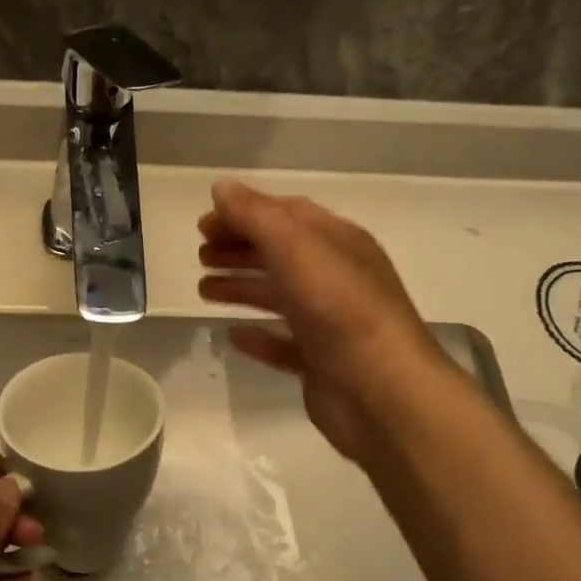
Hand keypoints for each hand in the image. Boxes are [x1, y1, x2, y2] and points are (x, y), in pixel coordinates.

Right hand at [197, 180, 452, 465]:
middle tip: (199, 255)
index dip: (243, 213)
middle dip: (238, 250)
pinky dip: (257, 336)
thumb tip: (221, 188)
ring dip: (240, 287)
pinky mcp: (320, 362)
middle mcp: (335, 277)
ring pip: (278, 296)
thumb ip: (255, 215)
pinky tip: (232, 336)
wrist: (381, 391)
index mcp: (337, 242)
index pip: (286, 214)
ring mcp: (329, 322)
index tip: (203, 223)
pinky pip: (283, 343)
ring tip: (202, 290)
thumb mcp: (296, 248)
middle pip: (279, 254)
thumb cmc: (339, 308)